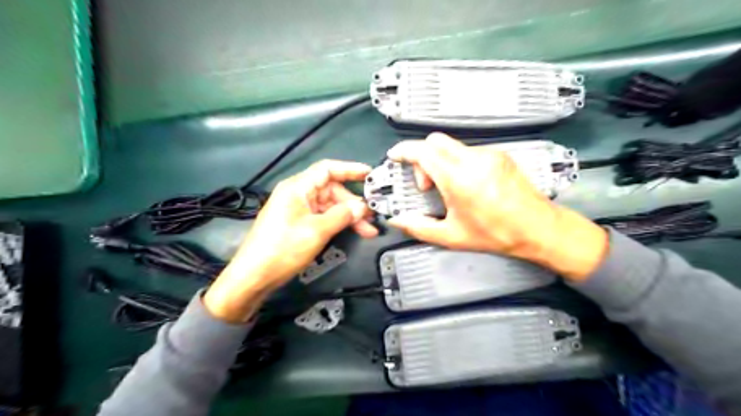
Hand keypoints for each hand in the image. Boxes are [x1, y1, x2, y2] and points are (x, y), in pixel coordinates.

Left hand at [202, 159, 376, 320]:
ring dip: (348, 216)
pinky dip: (338, 223)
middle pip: (332, 190)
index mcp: (297, 187)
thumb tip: (362, 207)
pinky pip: (323, 217)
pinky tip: (353, 231)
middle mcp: (298, 194)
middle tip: (371, 216)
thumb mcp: (316, 231)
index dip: (350, 169)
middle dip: (353, 203)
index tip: (370, 175)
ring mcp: (298, 209)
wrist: (254, 276)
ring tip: (368, 229)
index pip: (327, 169)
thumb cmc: (283, 249)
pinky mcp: (298, 223)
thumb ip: (342, 215)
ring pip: (330, 205)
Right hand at [385, 135, 603, 280]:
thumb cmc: (498, 233)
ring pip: (452, 146)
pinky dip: (457, 162)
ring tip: (447, 187)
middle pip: (435, 141)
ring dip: (440, 161)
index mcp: (458, 178)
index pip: (423, 152)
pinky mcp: (499, 156)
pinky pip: (468, 150)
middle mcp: (473, 160)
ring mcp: (489, 155)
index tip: (396, 156)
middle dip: (422, 157)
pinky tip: (465, 183)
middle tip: (426, 183)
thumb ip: (419, 228)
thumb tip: (398, 221)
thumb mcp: (452, 236)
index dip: (404, 151)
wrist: (538, 228)